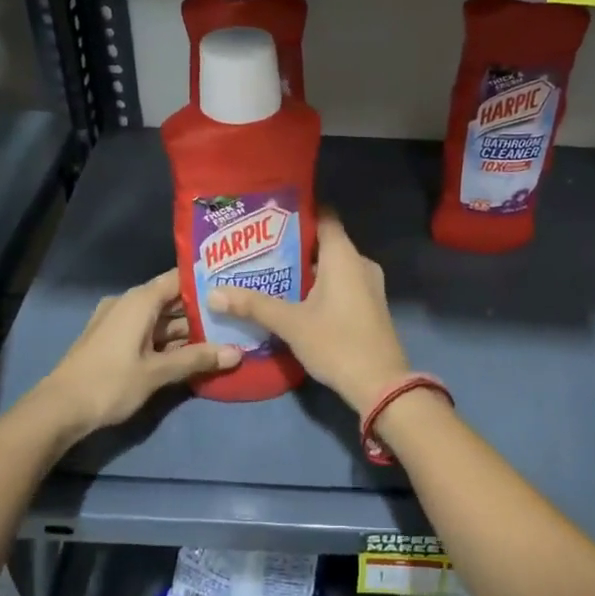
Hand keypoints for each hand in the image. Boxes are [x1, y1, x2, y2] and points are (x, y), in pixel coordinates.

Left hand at [32, 269, 238, 437]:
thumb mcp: (157, 373)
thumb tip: (237, 352)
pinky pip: (147, 331)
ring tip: (221, 336)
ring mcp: (117, 321)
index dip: (206, 281)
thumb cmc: (109, 383)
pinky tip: (190, 354)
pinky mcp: (111, 340)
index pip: (179, 278)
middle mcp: (128, 302)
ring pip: (160, 318)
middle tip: (235, 316)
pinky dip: (167, 340)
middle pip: (171, 299)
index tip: (234, 285)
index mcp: (139, 300)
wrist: (57, 410)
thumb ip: (197, 359)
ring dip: (185, 330)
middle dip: (201, 310)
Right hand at [207, 212, 410, 414]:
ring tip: (270, 271)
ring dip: (305, 268)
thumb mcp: (291, 323)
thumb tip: (214, 293)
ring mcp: (368, 284)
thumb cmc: (337, 342)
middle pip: (325, 241)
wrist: (381, 384)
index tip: (270, 214)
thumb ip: (254, 305)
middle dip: (294, 244)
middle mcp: (360, 262)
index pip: (324, 215)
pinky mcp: (370, 304)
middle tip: (259, 247)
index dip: (299, 211)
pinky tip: (294, 297)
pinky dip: (319, 284)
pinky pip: (341, 282)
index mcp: (344, 255)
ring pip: (332, 265)